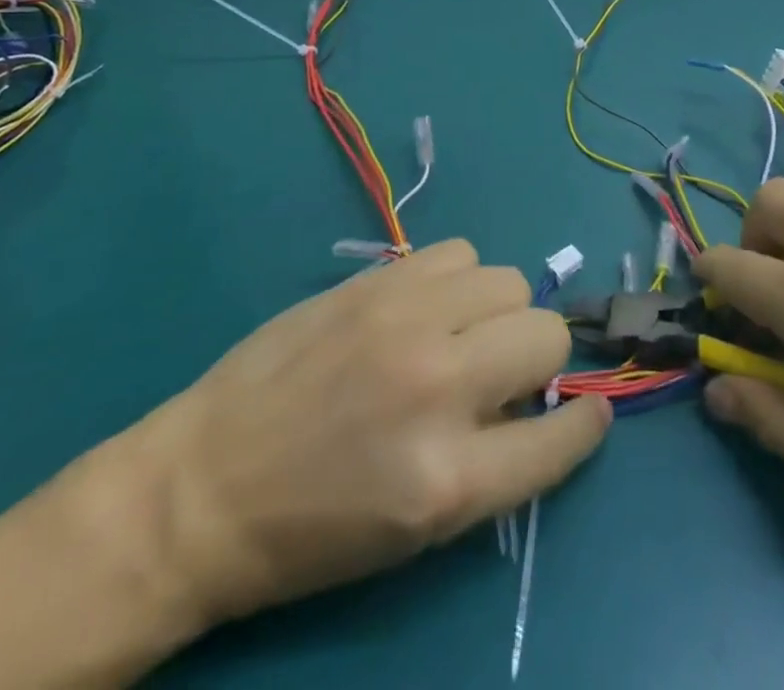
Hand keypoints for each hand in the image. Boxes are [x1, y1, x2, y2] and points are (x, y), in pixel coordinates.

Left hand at [128, 239, 609, 627]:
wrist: (201, 487)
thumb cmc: (310, 531)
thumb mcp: (418, 528)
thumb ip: (493, 459)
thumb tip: (540, 400)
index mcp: (450, 479)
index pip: (562, 435)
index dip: (582, 424)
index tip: (583, 412)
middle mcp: (438, 385)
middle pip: (546, 335)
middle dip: (537, 359)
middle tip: (500, 376)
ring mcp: (403, 321)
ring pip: (508, 281)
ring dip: (498, 313)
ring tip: (460, 335)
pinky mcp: (375, 282)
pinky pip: (458, 253)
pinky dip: (458, 280)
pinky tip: (428, 306)